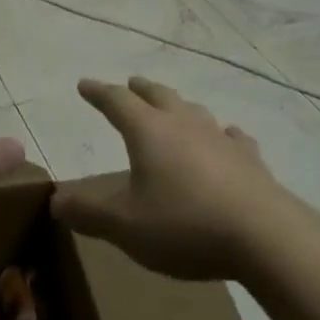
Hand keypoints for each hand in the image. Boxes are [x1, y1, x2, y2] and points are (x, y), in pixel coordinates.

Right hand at [50, 77, 291, 281]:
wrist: (264, 235)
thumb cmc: (185, 225)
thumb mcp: (125, 226)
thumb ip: (88, 212)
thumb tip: (55, 200)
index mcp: (148, 131)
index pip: (116, 101)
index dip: (98, 92)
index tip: (84, 85)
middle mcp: (183, 124)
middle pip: (158, 95)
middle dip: (140, 89)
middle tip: (130, 83)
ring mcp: (220, 138)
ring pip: (193, 110)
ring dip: (178, 105)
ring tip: (173, 107)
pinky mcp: (249, 159)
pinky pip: (231, 137)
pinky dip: (221, 134)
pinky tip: (227, 137)